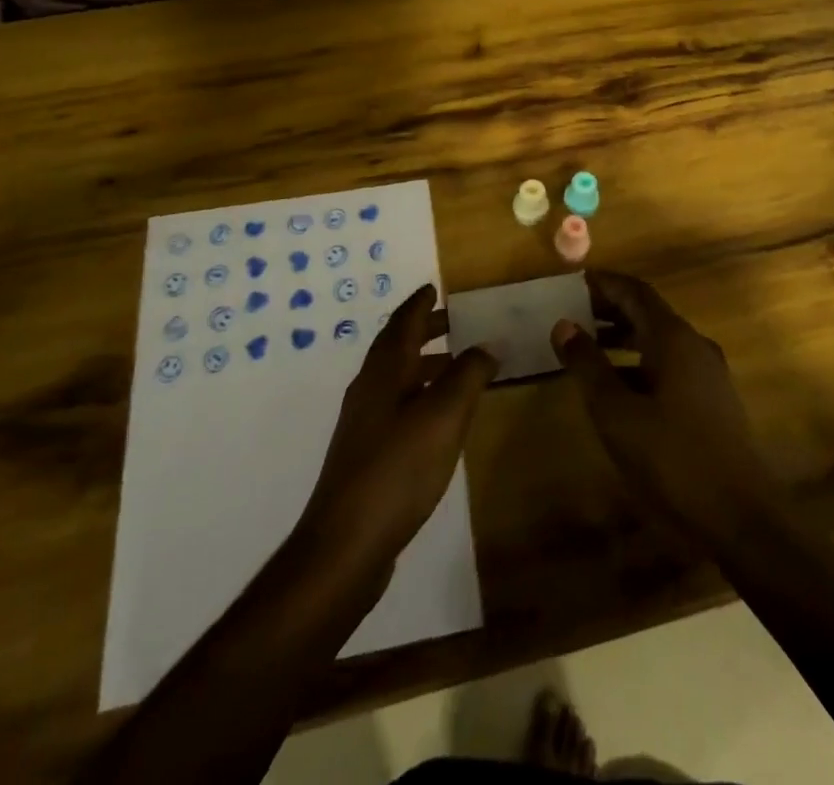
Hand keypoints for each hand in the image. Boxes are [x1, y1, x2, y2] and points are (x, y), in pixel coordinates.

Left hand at [297, 285, 496, 580]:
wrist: (346, 545)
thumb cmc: (397, 469)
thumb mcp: (444, 416)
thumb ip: (468, 374)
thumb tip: (488, 342)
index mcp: (384, 372)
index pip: (402, 323)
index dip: (420, 304)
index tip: (434, 287)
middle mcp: (369, 389)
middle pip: (396, 347)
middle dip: (424, 330)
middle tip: (455, 321)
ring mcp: (364, 424)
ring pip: (397, 378)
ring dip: (424, 364)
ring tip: (457, 366)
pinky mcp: (367, 454)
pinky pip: (397, 406)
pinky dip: (420, 395)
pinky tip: (439, 418)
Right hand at [553, 271, 783, 545]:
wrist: (742, 520)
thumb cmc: (673, 460)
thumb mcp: (617, 414)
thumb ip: (588, 366)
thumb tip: (563, 324)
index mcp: (674, 339)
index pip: (635, 291)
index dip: (604, 283)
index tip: (573, 282)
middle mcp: (695, 346)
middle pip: (648, 313)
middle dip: (610, 309)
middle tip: (573, 313)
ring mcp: (708, 374)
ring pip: (659, 341)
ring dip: (624, 337)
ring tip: (588, 348)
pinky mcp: (713, 402)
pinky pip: (670, 365)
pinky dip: (640, 362)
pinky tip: (619, 388)